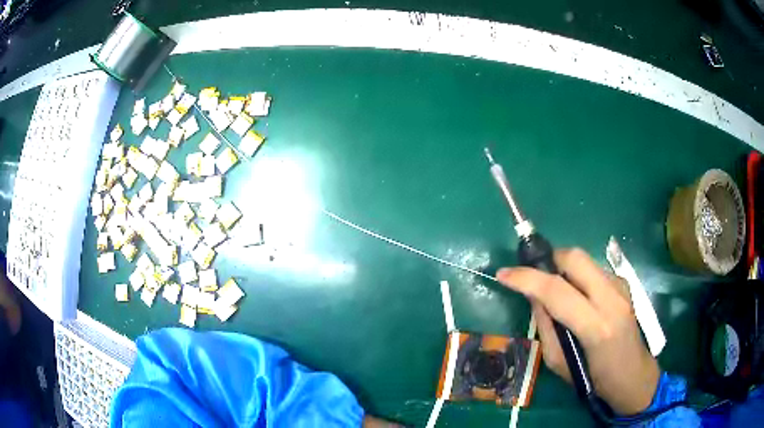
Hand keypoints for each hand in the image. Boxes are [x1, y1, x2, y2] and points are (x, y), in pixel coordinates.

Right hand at [497, 248, 658, 414]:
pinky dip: (579, 277)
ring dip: (564, 270)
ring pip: (585, 260)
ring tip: (556, 293)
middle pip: (575, 258)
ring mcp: (621, 288)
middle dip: (549, 260)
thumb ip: (546, 327)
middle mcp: (612, 299)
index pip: (556, 290)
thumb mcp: (559, 364)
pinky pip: (594, 270)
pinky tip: (579, 299)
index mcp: (596, 327)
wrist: (634, 375)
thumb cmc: (595, 379)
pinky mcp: (625, 284)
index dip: (526, 278)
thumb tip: (533, 297)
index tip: (504, 273)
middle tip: (534, 277)